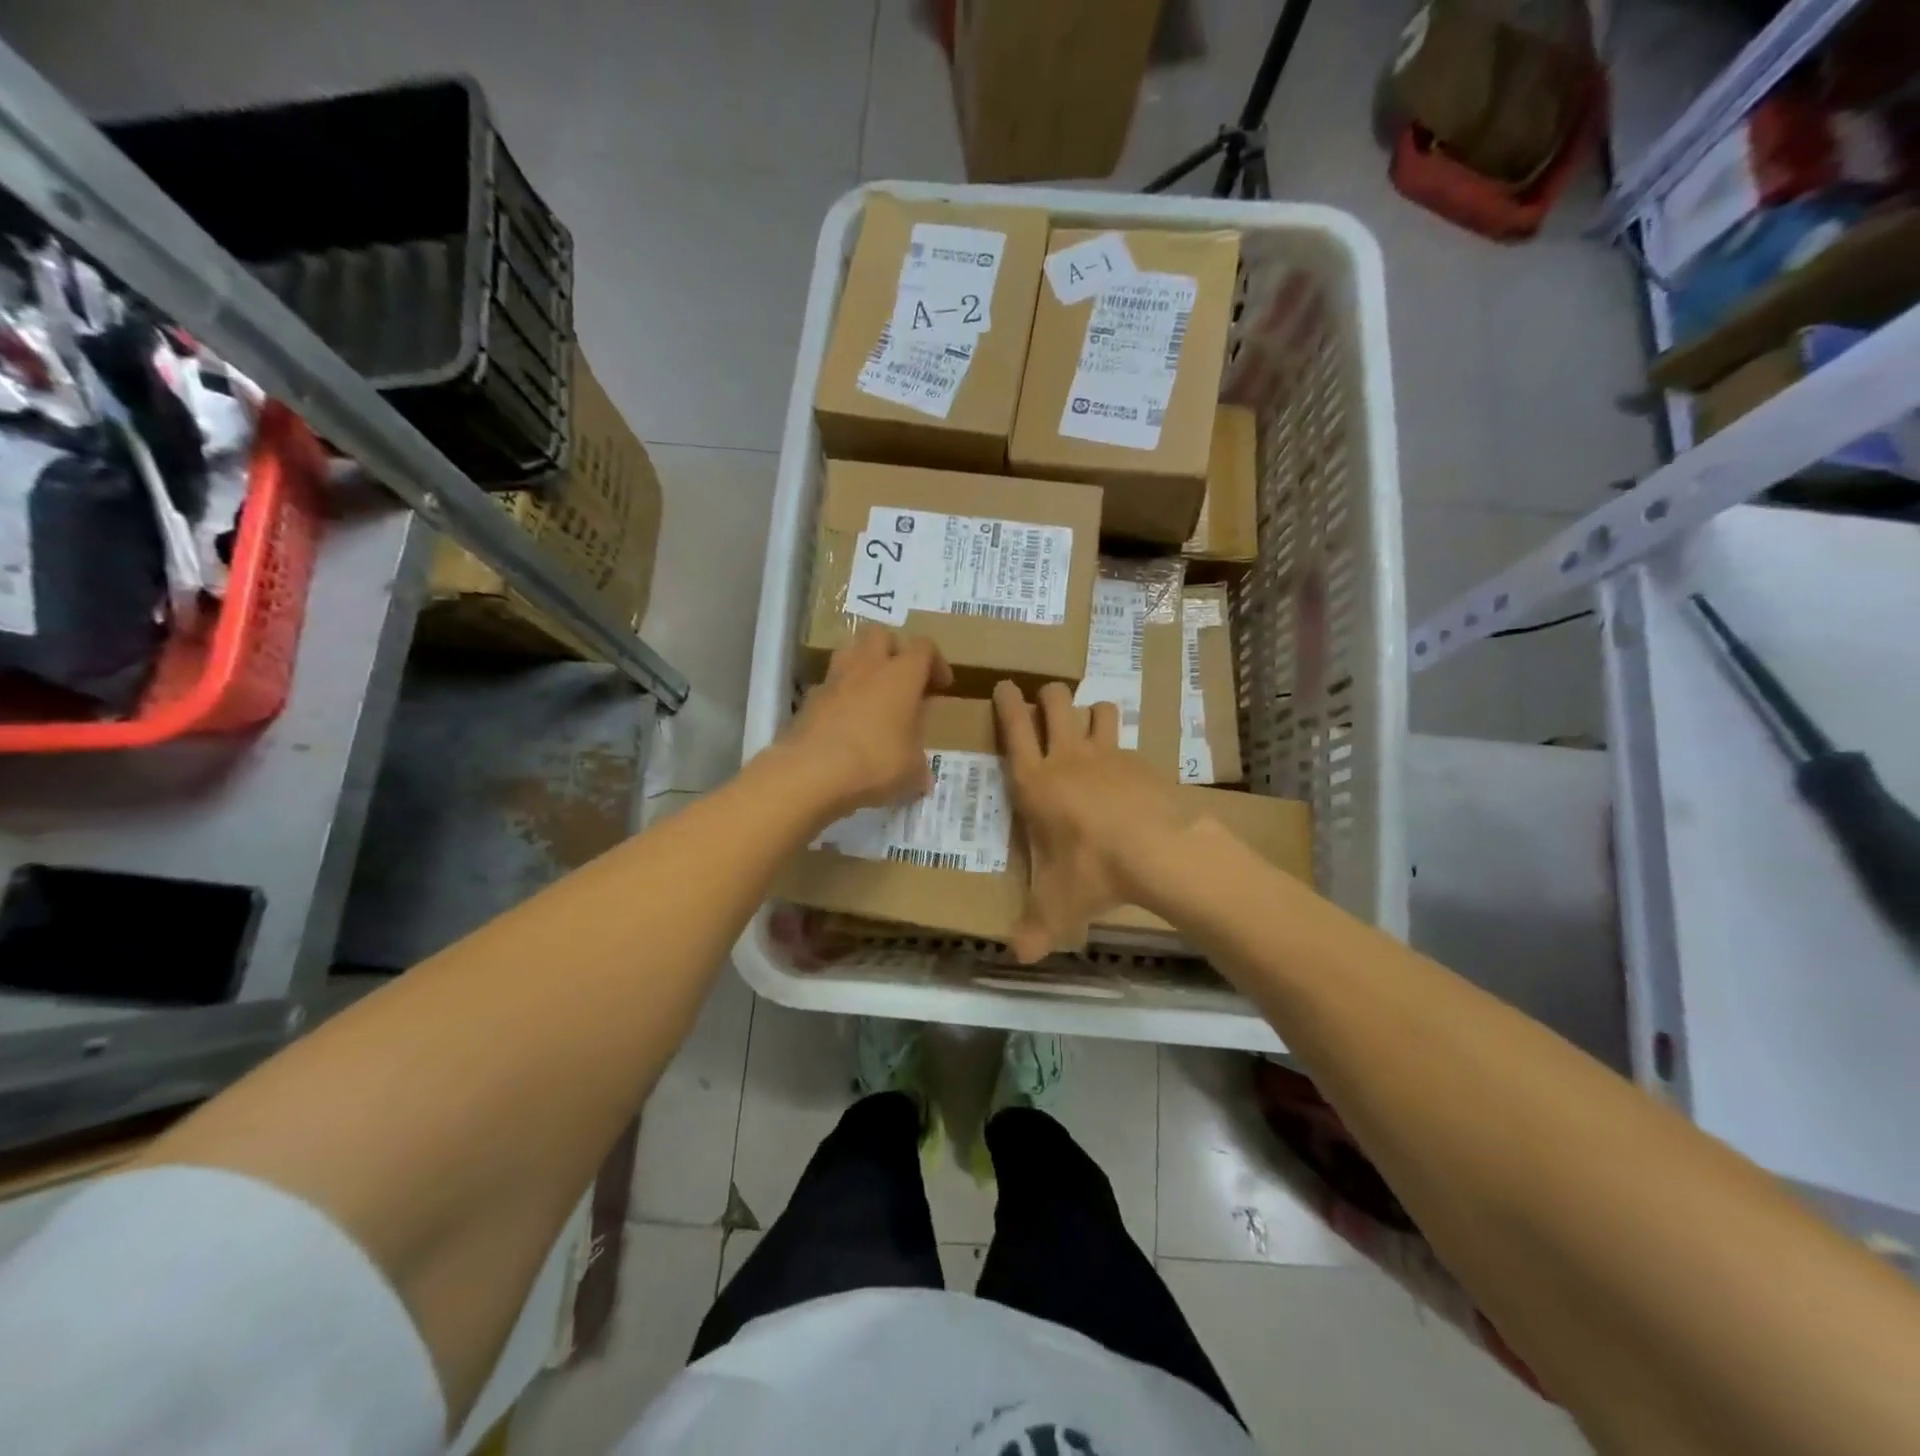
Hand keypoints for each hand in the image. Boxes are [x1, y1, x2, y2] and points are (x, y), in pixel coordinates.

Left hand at [779, 626, 951, 821]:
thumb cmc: (875, 763)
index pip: (924, 647)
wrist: (811, 773)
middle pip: (881, 635)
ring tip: (873, 697)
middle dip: (895, 651)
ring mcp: (833, 680)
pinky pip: (830, 686)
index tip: (941, 687)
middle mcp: (867, 666)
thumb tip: (920, 772)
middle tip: (903, 681)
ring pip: (850, 653)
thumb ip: (919, 763)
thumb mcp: (912, 771)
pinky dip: (841, 697)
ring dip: (864, 667)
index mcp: (902, 675)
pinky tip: (846, 724)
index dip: (936, 663)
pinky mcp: (809, 699)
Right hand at [993, 680, 1184, 963]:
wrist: (1158, 851)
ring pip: (1096, 709)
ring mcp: (1107, 754)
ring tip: (1089, 726)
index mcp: (1035, 781)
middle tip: (1045, 700)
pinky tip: (1127, 770)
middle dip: (1047, 695)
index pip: (1014, 728)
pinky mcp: (1140, 762)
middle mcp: (1067, 758)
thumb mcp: (1057, 905)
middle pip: (1055, 702)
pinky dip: (1122, 746)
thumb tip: (1018, 957)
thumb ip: (1035, 928)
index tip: (1004, 685)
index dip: (1006, 703)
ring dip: (1090, 712)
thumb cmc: (1092, 870)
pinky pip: (1127, 740)